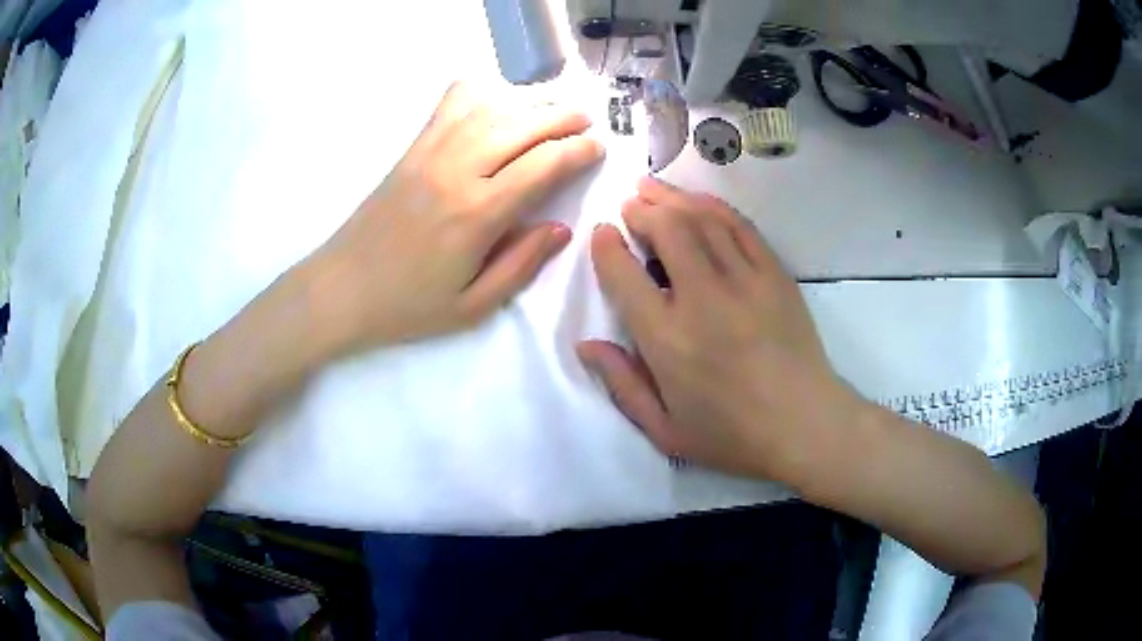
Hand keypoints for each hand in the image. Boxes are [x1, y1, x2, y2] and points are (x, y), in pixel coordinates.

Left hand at [305, 82, 603, 351]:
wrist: (341, 289)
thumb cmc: (407, 305)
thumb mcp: (473, 307)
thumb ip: (521, 265)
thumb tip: (560, 228)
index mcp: (477, 213)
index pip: (542, 164)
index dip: (578, 151)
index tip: (597, 149)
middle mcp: (456, 170)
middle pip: (522, 124)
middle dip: (563, 117)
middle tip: (586, 123)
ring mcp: (430, 152)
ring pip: (491, 106)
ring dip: (529, 102)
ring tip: (552, 110)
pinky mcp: (412, 148)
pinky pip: (450, 103)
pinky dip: (480, 91)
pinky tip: (495, 101)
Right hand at [578, 177, 864, 478]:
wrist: (805, 425)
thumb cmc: (732, 435)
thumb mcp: (664, 430)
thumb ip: (622, 384)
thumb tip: (585, 344)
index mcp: (667, 339)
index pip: (623, 274)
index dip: (606, 246)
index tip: (602, 234)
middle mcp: (702, 298)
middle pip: (666, 229)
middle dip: (641, 210)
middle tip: (630, 206)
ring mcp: (745, 281)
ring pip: (702, 219)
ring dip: (673, 198)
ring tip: (654, 190)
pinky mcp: (775, 274)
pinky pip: (740, 227)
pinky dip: (714, 208)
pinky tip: (699, 202)